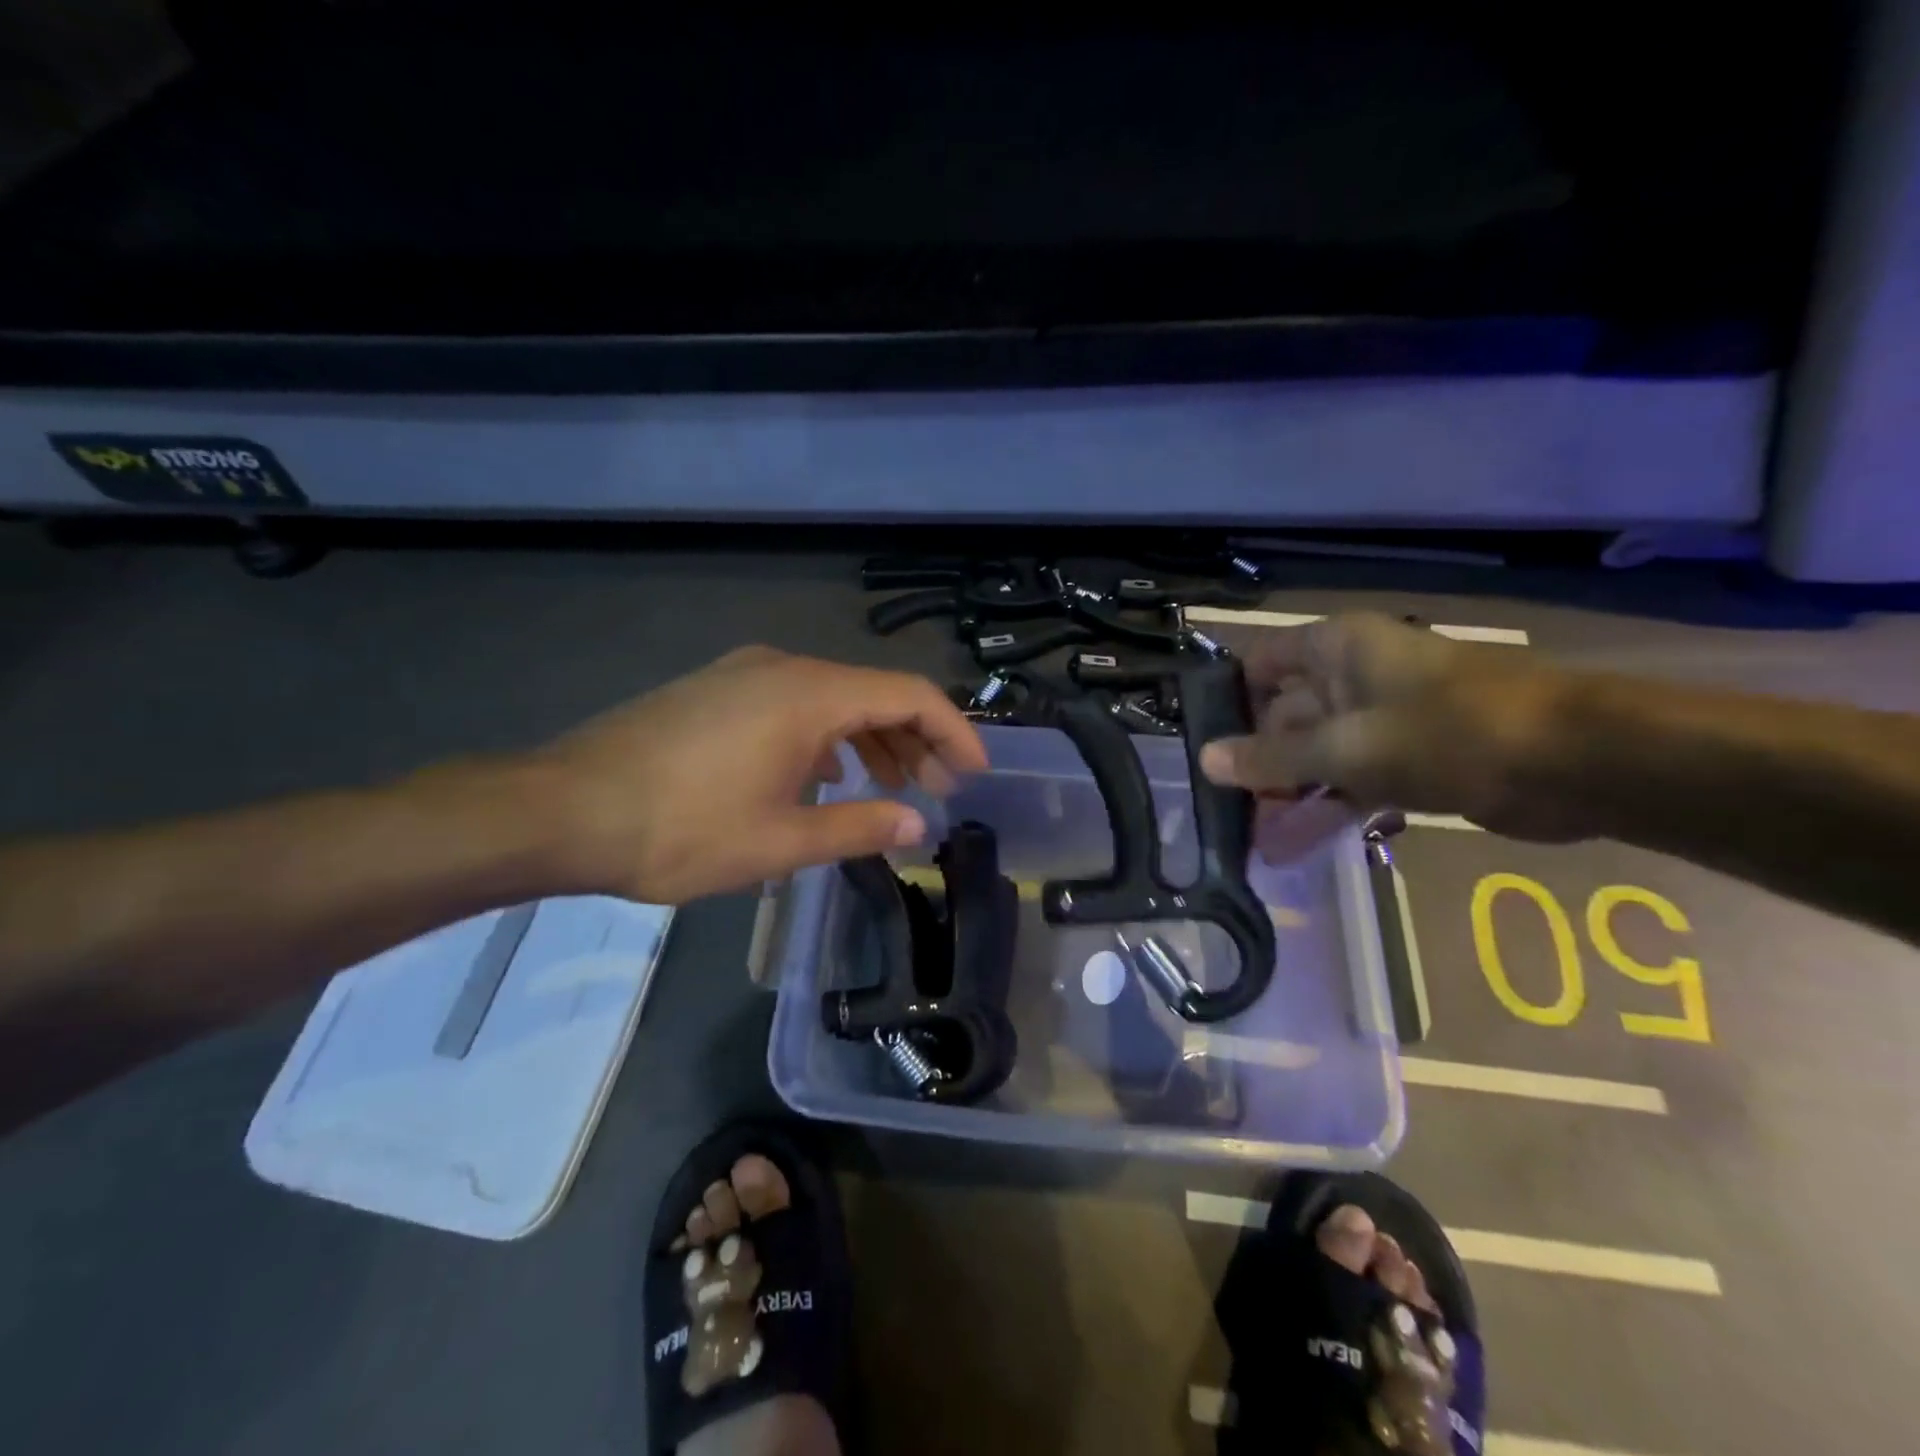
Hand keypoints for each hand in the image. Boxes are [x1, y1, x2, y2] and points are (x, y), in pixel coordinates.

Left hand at [536, 646, 988, 903]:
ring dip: (871, 739)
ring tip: (890, 788)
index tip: (975, 774)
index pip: (909, 695)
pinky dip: (828, 737)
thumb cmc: (679, 829)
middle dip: (916, 740)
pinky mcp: (716, 691)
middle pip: (873, 692)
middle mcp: (782, 668)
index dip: (953, 732)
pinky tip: (824, 778)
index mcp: (808, 694)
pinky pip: (794, 704)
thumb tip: (917, 825)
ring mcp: (744, 675)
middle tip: (938, 791)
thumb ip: (859, 827)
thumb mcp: (780, 841)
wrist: (560, 809)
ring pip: (833, 698)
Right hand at [1197, 613, 1578, 839]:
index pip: (1259, 664)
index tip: (1200, 745)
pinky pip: (1349, 780)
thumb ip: (1272, 758)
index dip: (1227, 700)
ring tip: (1252, 841)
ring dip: (1286, 795)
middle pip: (1283, 715)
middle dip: (1254, 763)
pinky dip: (1325, 809)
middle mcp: (1351, 677)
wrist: (1577, 764)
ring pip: (1315, 754)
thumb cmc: (1449, 733)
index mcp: (1336, 649)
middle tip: (1221, 810)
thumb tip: (1205, 760)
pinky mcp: (1407, 759)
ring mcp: (1380, 719)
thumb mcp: (1347, 748)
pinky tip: (1294, 845)